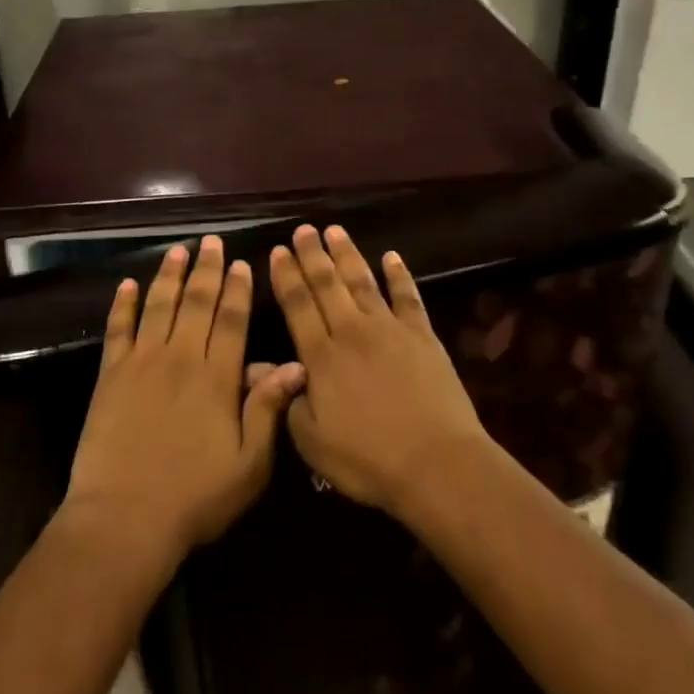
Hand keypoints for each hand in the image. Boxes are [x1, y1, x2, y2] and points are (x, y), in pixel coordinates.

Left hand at [66, 236, 306, 563]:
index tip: (243, 263)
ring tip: (178, 250)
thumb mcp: (249, 465)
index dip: (239, 290)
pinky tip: (127, 285)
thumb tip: (295, 365)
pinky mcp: (109, 375)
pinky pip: (117, 329)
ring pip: (158, 306)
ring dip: (169, 275)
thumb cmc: (194, 497)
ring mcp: (141, 363)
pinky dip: (122, 305)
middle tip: (211, 241)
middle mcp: (181, 358)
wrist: (124, 518)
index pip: (232, 321)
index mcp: (217, 378)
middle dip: (207, 270)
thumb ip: (268, 410)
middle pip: (196, 303)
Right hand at [270, 224, 487, 512]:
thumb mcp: (311, 442)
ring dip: (347, 254)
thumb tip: (257, 368)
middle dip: (312, 255)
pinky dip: (399, 275)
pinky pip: (408, 297)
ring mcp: (389, 330)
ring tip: (334, 231)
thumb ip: (284, 400)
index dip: (286, 277)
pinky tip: (392, 256)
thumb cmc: (367, 460)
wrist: (436, 464)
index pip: (297, 306)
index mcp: (320, 357)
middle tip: (303, 229)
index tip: (278, 250)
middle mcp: (351, 332)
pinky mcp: (422, 336)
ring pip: (362, 282)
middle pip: (327, 285)